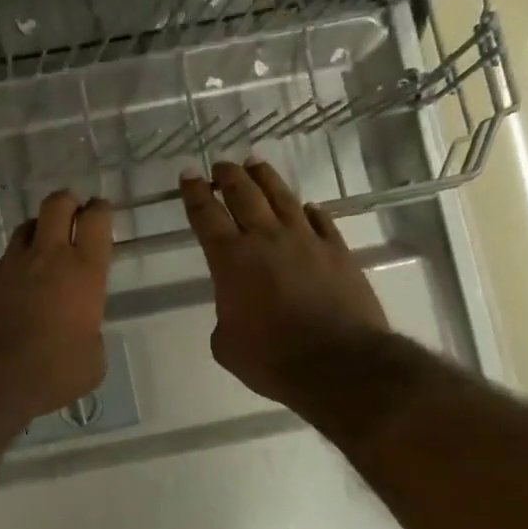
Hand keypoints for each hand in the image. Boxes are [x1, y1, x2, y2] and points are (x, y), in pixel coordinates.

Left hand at [0, 190, 113, 419]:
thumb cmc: (51, 371)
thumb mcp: (91, 362)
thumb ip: (91, 336)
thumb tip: (81, 334)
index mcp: (83, 271)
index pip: (96, 220)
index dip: (101, 210)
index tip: (101, 214)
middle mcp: (47, 257)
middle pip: (57, 204)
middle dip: (68, 203)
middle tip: (74, 217)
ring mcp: (11, 265)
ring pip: (27, 226)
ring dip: (39, 230)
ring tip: (45, 249)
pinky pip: (5, 260)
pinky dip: (16, 265)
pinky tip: (18, 286)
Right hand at [181, 160, 389, 413]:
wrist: (338, 364)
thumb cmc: (272, 359)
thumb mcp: (227, 345)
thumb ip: (225, 316)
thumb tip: (237, 307)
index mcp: (231, 260)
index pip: (206, 215)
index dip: (194, 193)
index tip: (188, 175)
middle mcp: (267, 239)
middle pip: (244, 194)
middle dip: (228, 176)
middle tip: (220, 165)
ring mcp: (306, 240)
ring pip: (282, 197)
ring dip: (265, 178)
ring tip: (255, 164)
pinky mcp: (337, 251)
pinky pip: (320, 219)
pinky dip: (308, 210)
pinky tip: (305, 206)